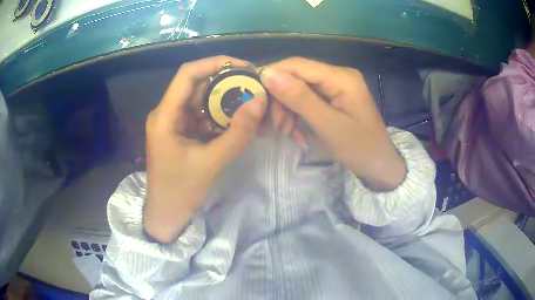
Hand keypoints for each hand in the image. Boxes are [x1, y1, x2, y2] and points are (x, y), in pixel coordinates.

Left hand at [144, 56, 266, 242]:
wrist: (167, 213)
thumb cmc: (182, 191)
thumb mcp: (212, 163)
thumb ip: (237, 133)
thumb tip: (259, 101)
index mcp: (164, 116)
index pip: (187, 75)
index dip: (214, 63)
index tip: (242, 65)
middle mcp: (166, 112)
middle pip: (195, 84)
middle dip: (224, 80)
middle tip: (252, 82)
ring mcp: (173, 121)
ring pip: (199, 98)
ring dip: (223, 96)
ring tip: (249, 97)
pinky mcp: (180, 130)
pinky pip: (201, 113)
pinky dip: (219, 112)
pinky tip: (237, 116)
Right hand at [261, 57, 405, 190]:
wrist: (379, 165)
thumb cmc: (359, 148)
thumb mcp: (328, 125)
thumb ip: (300, 98)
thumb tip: (268, 74)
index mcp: (341, 77)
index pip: (298, 65)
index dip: (273, 75)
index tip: (254, 95)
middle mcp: (338, 75)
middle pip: (298, 77)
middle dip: (282, 99)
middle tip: (275, 125)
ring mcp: (336, 87)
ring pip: (300, 90)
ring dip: (288, 110)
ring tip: (286, 132)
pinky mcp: (334, 98)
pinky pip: (308, 100)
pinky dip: (298, 115)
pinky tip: (297, 133)